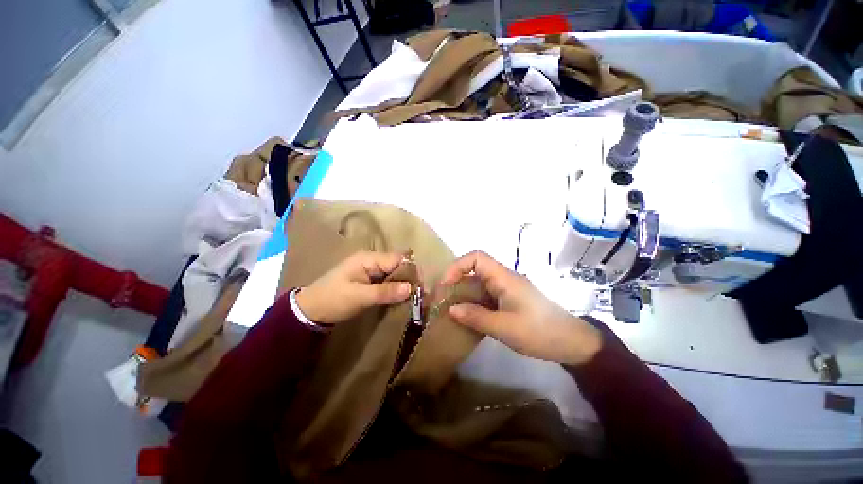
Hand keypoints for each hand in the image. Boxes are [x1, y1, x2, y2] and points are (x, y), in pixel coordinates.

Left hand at [296, 251, 411, 324]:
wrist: (310, 310)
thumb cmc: (333, 300)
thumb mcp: (359, 297)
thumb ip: (385, 292)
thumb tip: (410, 288)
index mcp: (368, 258)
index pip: (397, 259)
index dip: (410, 271)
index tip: (421, 286)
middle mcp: (371, 260)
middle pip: (397, 265)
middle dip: (408, 278)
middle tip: (419, 294)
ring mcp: (370, 270)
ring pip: (393, 273)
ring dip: (402, 284)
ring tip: (412, 297)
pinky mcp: (369, 280)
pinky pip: (387, 281)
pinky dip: (394, 288)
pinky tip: (400, 298)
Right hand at [440, 250, 601, 365]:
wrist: (571, 343)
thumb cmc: (539, 332)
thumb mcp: (505, 327)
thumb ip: (476, 317)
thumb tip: (451, 310)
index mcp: (504, 278)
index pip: (476, 257)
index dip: (457, 266)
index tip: (445, 284)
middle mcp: (503, 279)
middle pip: (474, 270)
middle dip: (456, 282)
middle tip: (442, 300)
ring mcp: (506, 290)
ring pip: (479, 285)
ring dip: (463, 295)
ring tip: (450, 311)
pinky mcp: (508, 301)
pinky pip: (485, 297)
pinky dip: (473, 304)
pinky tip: (467, 318)